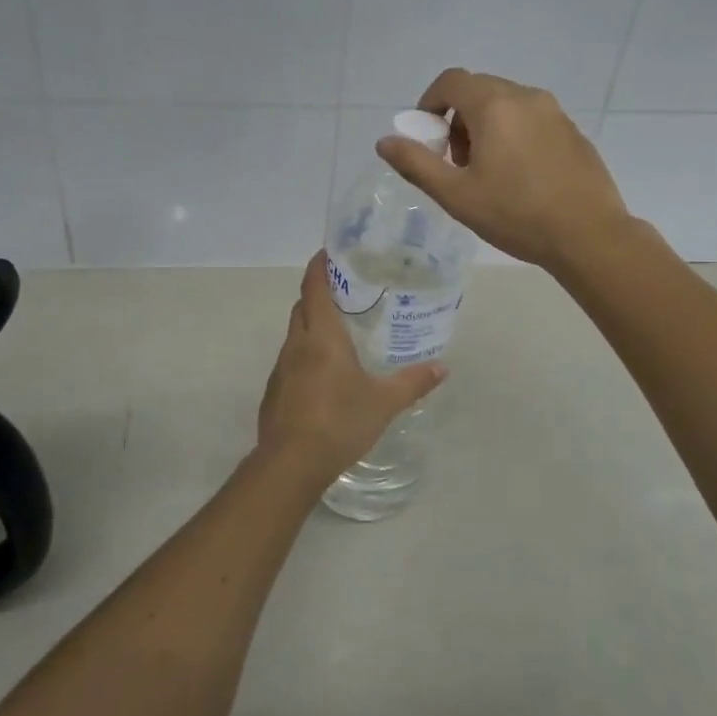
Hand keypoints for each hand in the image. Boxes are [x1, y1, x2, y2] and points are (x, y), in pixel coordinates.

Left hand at [254, 252, 445, 484]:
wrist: (290, 463)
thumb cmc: (339, 422)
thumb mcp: (383, 403)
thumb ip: (412, 383)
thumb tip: (442, 368)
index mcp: (321, 336)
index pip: (315, 286)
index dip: (320, 265)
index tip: (330, 252)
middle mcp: (296, 344)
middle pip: (302, 306)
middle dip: (319, 294)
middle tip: (347, 293)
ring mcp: (281, 368)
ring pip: (295, 333)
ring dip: (312, 325)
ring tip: (340, 332)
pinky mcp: (274, 390)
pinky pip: (290, 360)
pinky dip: (305, 354)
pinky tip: (324, 374)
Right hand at [376, 68, 630, 271]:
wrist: (588, 235)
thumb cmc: (516, 215)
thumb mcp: (456, 195)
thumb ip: (416, 164)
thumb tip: (384, 142)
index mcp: (495, 106)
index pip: (451, 81)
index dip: (429, 103)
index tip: (426, 137)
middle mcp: (526, 97)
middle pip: (478, 90)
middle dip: (457, 119)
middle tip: (455, 162)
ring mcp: (555, 113)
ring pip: (506, 103)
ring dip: (484, 126)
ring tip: (486, 172)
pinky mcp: (572, 131)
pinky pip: (531, 119)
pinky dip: (513, 134)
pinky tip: (519, 177)